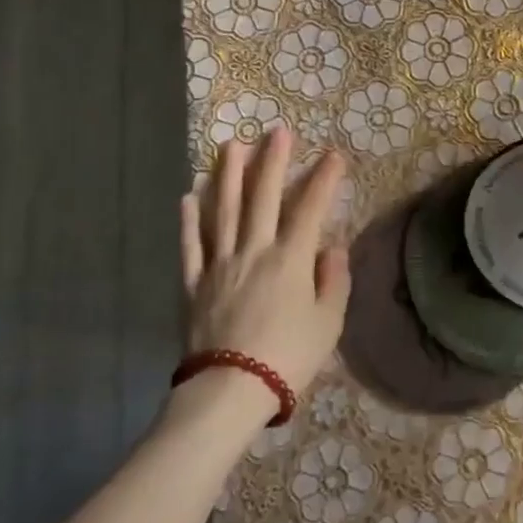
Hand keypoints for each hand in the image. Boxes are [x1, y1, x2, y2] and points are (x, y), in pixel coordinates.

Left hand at [180, 127, 350, 396]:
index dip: (324, 180)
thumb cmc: (288, 358)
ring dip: (227, 176)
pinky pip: (191, 246)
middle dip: (272, 162)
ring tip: (230, 145)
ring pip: (223, 211)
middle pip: (263, 198)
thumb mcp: (328, 323)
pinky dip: (189, 221)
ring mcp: (220, 265)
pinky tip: (188, 197)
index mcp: (290, 260)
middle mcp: (254, 251)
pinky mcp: (196, 284)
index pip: (311, 210)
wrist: (230, 391)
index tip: (334, 155)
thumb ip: (333, 281)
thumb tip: (333, 248)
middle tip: (277, 131)